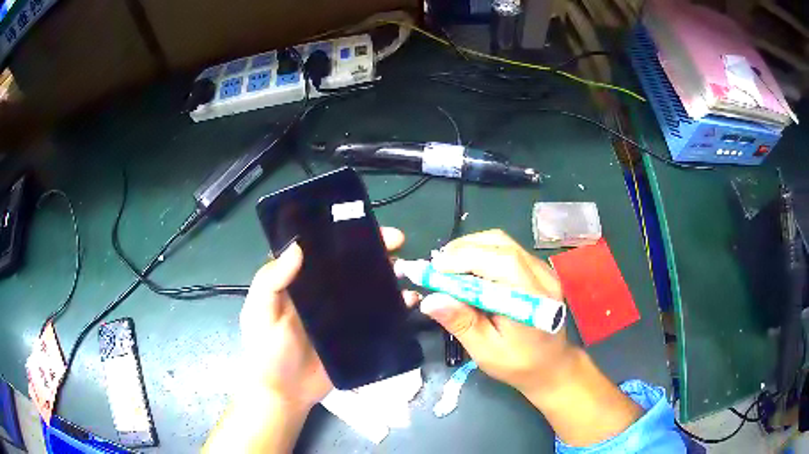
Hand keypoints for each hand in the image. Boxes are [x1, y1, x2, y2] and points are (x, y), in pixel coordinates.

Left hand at [239, 227, 419, 412]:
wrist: (285, 394)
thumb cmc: (267, 352)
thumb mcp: (260, 313)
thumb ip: (271, 281)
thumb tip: (297, 246)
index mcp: (298, 281)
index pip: (320, 249)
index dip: (339, 233)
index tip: (361, 223)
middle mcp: (321, 291)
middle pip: (350, 264)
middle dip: (374, 249)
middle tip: (397, 241)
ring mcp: (341, 313)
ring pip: (368, 286)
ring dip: (388, 273)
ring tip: (407, 268)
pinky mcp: (356, 333)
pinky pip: (378, 314)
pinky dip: (396, 305)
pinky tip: (409, 300)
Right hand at [420, 229, 575, 398]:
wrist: (551, 365)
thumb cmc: (518, 363)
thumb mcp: (486, 351)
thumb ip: (462, 323)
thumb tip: (430, 301)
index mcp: (532, 301)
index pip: (502, 264)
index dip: (466, 259)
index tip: (435, 268)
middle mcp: (542, 277)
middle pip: (502, 245)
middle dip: (464, 250)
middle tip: (437, 266)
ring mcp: (543, 270)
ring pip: (504, 243)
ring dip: (472, 247)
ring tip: (448, 265)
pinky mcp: (538, 269)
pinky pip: (508, 249)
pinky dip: (483, 252)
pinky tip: (468, 268)